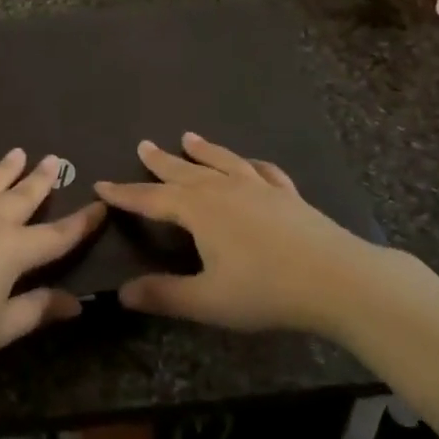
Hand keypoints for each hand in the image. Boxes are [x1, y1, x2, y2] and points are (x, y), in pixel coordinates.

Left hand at [0, 150, 104, 381]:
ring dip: (5, 169)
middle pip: (23, 197)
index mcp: (14, 250)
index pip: (58, 235)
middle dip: (42, 179)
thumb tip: (75, 302)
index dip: (82, 223)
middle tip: (55, 158)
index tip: (101, 205)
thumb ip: (37, 310)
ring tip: (18, 152)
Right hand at [97, 132, 372, 333]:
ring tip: (188, 137)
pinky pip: (262, 171)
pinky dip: (249, 163)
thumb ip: (164, 295)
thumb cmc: (266, 290)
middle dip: (160, 162)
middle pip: (184, 172)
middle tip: (143, 145)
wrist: (337, 278)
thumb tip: (122, 293)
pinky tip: (250, 163)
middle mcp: (223, 189)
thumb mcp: (208, 301)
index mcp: (198, 210)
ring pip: (222, 161)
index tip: (102, 184)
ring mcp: (258, 188)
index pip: (151, 200)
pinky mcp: (287, 194)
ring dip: (202, 150)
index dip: (124, 194)